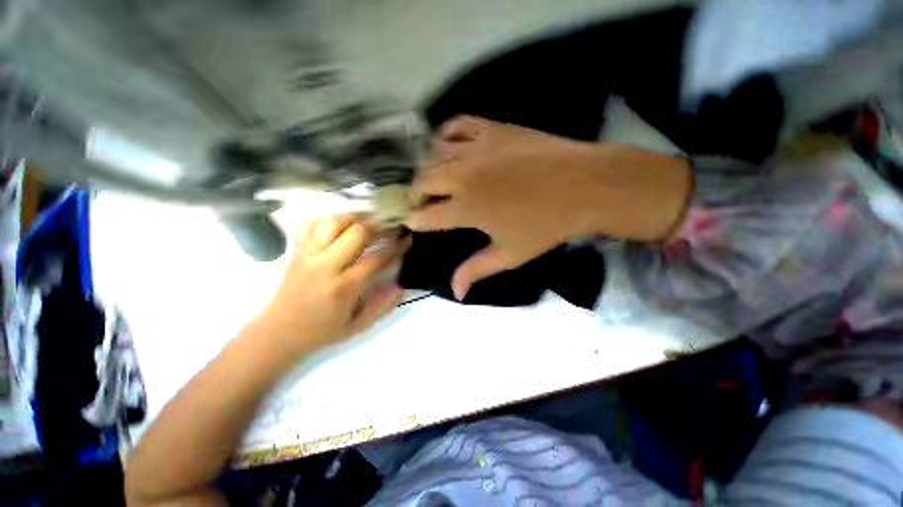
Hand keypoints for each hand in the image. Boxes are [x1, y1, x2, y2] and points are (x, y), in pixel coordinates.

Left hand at [255, 215, 408, 358]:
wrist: (277, 333)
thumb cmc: (320, 332)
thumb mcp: (357, 327)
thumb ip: (382, 306)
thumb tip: (401, 286)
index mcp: (343, 287)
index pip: (377, 259)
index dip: (396, 247)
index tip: (407, 240)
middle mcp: (325, 266)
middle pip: (357, 232)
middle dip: (380, 226)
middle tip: (391, 227)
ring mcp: (307, 255)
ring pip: (334, 221)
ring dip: (355, 218)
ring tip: (368, 222)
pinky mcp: (296, 251)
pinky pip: (311, 224)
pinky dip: (328, 219)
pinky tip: (341, 224)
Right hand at [407, 115, 691, 299]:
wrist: (585, 186)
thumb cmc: (547, 225)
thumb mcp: (510, 255)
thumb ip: (476, 270)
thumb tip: (455, 293)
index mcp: (467, 208)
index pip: (425, 216)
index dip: (416, 221)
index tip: (415, 223)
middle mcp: (464, 176)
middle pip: (422, 181)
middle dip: (416, 194)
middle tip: (423, 202)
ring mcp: (477, 148)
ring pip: (433, 153)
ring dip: (428, 168)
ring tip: (435, 178)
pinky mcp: (492, 129)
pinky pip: (457, 124)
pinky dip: (446, 134)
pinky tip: (450, 147)